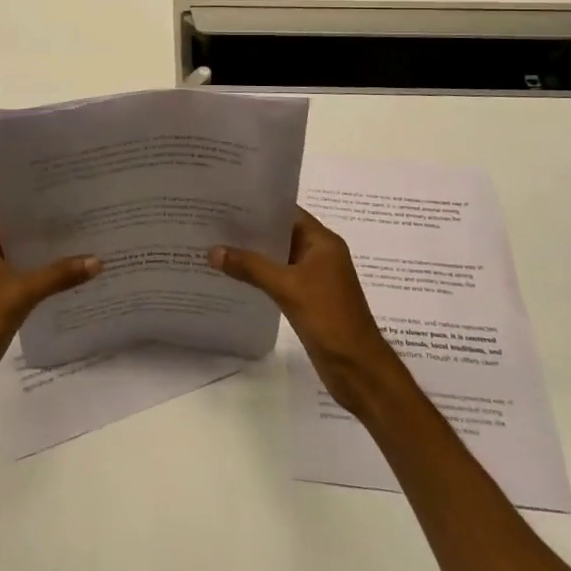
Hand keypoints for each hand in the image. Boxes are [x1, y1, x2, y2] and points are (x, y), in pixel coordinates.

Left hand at [0, 226, 99, 411]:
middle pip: (26, 244)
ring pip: (27, 266)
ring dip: (52, 266)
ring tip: (90, 258)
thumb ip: (58, 276)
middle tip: (94, 236)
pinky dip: (44, 286)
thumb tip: (97, 260)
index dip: (50, 219)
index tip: (83, 215)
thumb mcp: (21, 295)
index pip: (21, 222)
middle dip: (56, 243)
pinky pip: (25, 286)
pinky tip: (71, 287)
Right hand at [211, 208, 404, 417]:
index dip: (259, 205)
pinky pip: (279, 278)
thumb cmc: (329, 318)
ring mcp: (314, 277)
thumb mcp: (287, 287)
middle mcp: (320, 254)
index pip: (287, 212)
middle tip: (214, 222)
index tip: (227, 201)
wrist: (358, 369)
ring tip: (217, 245)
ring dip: (253, 254)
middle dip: (251, 230)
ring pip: (278, 257)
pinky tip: (234, 276)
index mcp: (323, 242)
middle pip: (281, 233)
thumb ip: (250, 267)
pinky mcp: (308, 298)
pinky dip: (260, 275)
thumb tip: (213, 250)